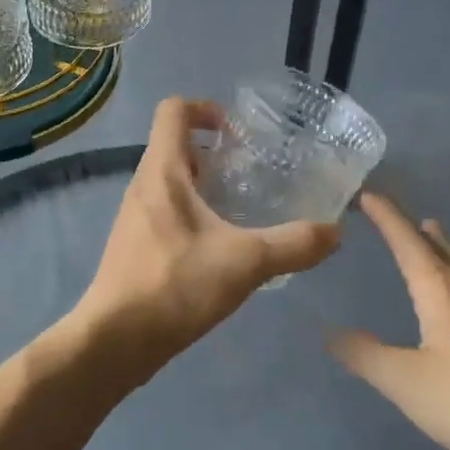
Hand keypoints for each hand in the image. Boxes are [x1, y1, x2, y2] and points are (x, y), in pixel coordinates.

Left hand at [71, 97, 340, 373]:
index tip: (239, 134)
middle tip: (252, 171)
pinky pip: (167, 210)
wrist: (114, 341)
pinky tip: (222, 246)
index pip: (173, 110)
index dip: (205, 108)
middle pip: (175, 144)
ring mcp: (136, 215)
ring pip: (172, 180)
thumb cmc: (174, 286)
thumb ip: (293, 244)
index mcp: (161, 171)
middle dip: (214, 151)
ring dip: (205, 184)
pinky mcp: (137, 244)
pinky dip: (195, 213)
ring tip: (243, 207)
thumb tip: (336, 231)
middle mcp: (143, 184)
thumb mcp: (244, 262)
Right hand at [329, 193, 449, 449]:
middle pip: (444, 251)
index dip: (387, 217)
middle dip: (420, 233)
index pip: (407, 243)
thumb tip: (330, 332)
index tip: (369, 195)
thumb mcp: (407, 384)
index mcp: (441, 292)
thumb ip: (366, 356)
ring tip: (444, 239)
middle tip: (407, 218)